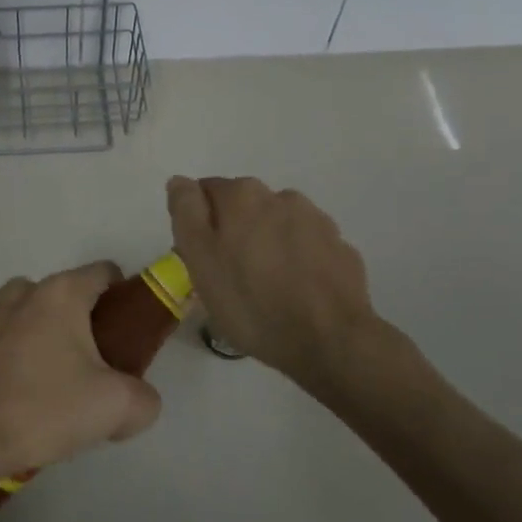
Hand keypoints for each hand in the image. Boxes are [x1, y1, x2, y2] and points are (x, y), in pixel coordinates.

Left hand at [0, 262, 162, 494]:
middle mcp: (20, 289)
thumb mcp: (118, 409)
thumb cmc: (44, 410)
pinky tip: (0, 390)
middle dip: (76, 325)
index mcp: (61, 294)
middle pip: (62, 297)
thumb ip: (144, 397)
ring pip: (22, 314)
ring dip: (34, 338)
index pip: (103, 273)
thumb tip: (138, 399)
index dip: (120, 297)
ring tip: (37, 387)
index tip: (122, 334)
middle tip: (84, 373)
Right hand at [167, 175, 393, 389]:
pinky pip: (307, 247)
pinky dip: (297, 260)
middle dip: (234, 231)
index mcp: (241, 195)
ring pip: (278, 225)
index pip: (205, 192)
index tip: (202, 258)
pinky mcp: (340, 248)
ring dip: (268, 243)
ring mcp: (316, 220)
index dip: (198, 224)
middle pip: (244, 207)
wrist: (329, 340)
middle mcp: (280, 196)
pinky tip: (296, 292)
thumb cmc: (250, 302)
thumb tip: (180, 181)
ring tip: (266, 287)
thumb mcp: (199, 259)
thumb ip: (186, 212)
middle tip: (230, 276)